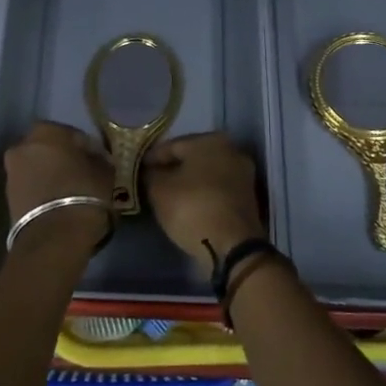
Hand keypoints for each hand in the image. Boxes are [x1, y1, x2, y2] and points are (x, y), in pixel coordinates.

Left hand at [4, 121, 113, 249]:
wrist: (53, 238)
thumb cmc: (84, 194)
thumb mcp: (105, 172)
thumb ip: (99, 159)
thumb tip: (96, 159)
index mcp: (46, 131)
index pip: (74, 135)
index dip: (90, 149)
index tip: (101, 162)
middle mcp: (23, 146)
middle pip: (50, 149)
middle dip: (66, 159)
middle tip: (85, 174)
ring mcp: (12, 172)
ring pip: (39, 168)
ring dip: (53, 175)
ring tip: (73, 192)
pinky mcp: (8, 198)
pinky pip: (32, 187)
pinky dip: (44, 190)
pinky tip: (60, 203)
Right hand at [143, 132, 266, 278]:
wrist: (233, 246)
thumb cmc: (192, 208)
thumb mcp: (159, 190)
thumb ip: (151, 175)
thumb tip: (151, 171)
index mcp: (210, 140)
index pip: (171, 145)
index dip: (152, 158)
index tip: (138, 169)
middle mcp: (231, 151)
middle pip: (192, 158)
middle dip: (172, 168)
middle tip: (151, 181)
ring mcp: (243, 174)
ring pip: (205, 174)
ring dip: (187, 182)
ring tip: (167, 195)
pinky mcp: (248, 197)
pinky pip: (216, 189)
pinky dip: (202, 194)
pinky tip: (188, 205)